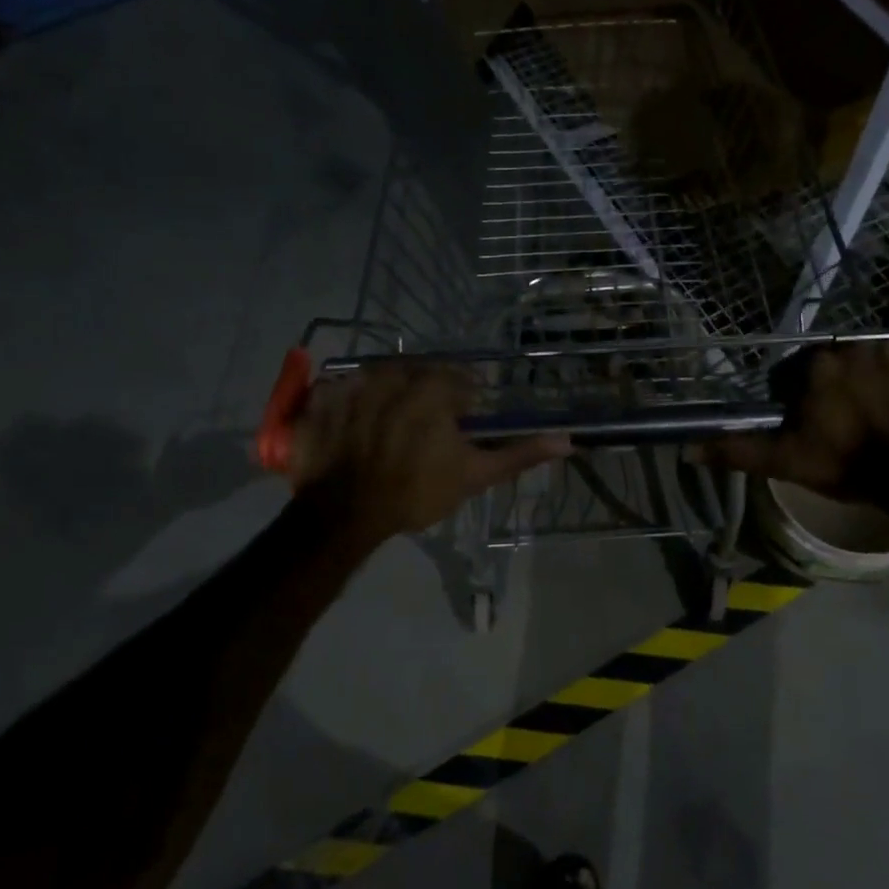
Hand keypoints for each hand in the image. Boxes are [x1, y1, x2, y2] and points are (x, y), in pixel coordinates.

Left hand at [288, 362, 570, 542]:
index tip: (456, 430)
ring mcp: (353, 382)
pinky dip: (348, 404)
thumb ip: (519, 454)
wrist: (345, 515)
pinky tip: (353, 430)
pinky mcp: (320, 397)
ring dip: (388, 397)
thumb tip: (568, 440)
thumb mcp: (474, 476)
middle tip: (422, 433)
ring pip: (381, 378)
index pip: (459, 382)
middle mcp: (394, 373)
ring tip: (386, 432)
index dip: (462, 408)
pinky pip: (341, 389)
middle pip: (419, 375)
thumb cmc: (415, 492)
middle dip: (425, 397)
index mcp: (433, 387)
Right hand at [704, 341, 888, 497]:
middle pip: (837, 363)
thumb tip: (687, 450)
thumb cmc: (846, 465)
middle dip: (836, 386)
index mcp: (818, 364)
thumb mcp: (785, 461)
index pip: (798, 371)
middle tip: (844, 422)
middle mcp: (856, 346)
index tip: (809, 424)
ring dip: (870, 380)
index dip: (799, 398)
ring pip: (872, 361)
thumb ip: (737, 450)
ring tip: (876, 415)